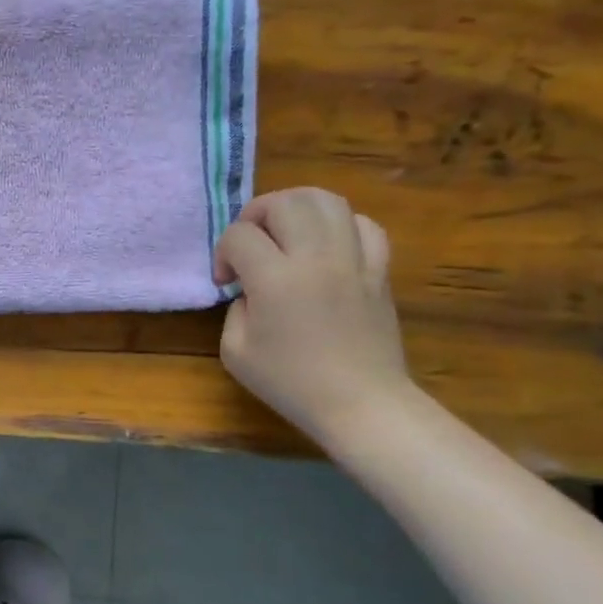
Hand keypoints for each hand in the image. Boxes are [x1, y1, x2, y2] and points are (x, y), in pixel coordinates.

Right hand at [213, 188, 409, 446]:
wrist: (360, 403)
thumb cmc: (290, 383)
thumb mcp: (235, 351)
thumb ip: (235, 308)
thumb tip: (250, 290)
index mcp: (275, 280)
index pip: (240, 235)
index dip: (223, 253)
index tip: (226, 282)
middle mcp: (316, 258)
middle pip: (285, 201)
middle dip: (257, 215)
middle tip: (251, 243)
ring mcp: (353, 260)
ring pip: (327, 200)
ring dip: (297, 208)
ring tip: (286, 232)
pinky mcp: (379, 270)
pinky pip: (363, 224)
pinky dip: (339, 225)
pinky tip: (326, 245)